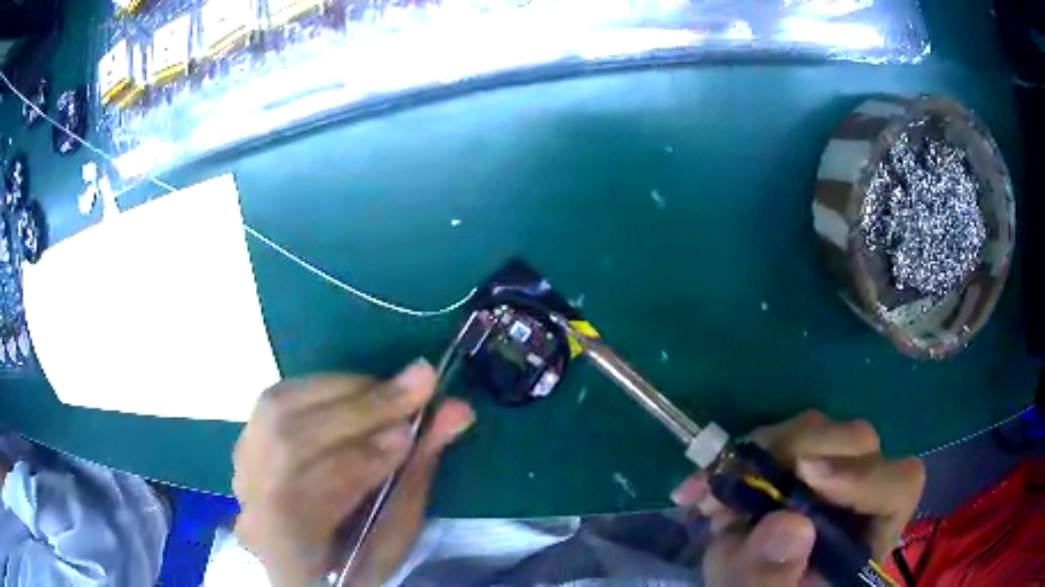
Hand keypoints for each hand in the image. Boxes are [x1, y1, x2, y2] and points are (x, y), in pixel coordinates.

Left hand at [233, 361, 474, 585]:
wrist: (307, 563)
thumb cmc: (358, 558)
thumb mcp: (395, 533)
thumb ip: (417, 473)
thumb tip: (456, 411)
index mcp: (284, 548)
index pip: (308, 496)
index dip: (359, 460)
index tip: (412, 430)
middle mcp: (249, 501)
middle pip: (290, 439)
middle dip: (358, 410)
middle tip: (416, 384)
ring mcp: (242, 468)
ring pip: (278, 410)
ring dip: (340, 391)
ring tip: (389, 390)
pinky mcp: (246, 441)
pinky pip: (276, 399)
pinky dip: (320, 388)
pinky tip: (354, 392)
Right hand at [672, 410, 924, 586]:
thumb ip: (770, 576)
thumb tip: (788, 522)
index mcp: (865, 536)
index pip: (898, 486)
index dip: (862, 474)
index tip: (805, 477)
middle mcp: (857, 496)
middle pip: (858, 444)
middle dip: (803, 449)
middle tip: (748, 472)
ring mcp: (827, 476)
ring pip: (818, 431)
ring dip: (764, 450)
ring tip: (714, 491)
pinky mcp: (795, 465)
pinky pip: (778, 439)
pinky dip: (739, 456)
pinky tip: (703, 486)